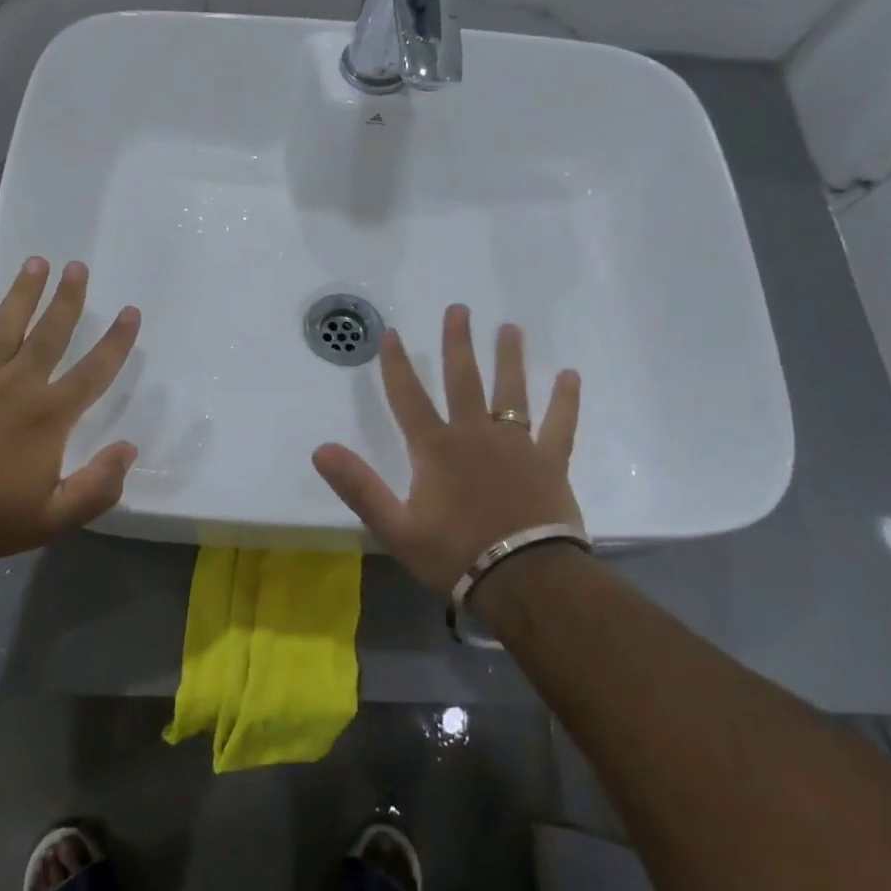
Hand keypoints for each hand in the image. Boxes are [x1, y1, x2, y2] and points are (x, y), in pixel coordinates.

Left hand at [0, 258, 142, 566]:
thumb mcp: (56, 517)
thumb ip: (98, 485)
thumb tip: (128, 449)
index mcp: (50, 416)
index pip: (94, 371)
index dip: (117, 342)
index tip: (131, 312)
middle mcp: (18, 385)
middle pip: (50, 334)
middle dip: (68, 300)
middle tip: (78, 268)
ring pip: (5, 324)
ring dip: (23, 292)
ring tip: (36, 261)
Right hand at [313, 304, 583, 594]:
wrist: (525, 581)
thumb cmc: (454, 554)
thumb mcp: (394, 527)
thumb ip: (358, 486)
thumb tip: (320, 449)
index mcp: (436, 449)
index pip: (409, 397)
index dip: (397, 365)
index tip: (391, 332)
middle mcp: (475, 435)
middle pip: (464, 380)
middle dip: (458, 344)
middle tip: (459, 309)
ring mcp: (517, 446)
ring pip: (511, 392)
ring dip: (509, 358)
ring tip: (510, 328)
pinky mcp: (550, 462)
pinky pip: (560, 424)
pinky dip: (565, 400)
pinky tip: (570, 375)